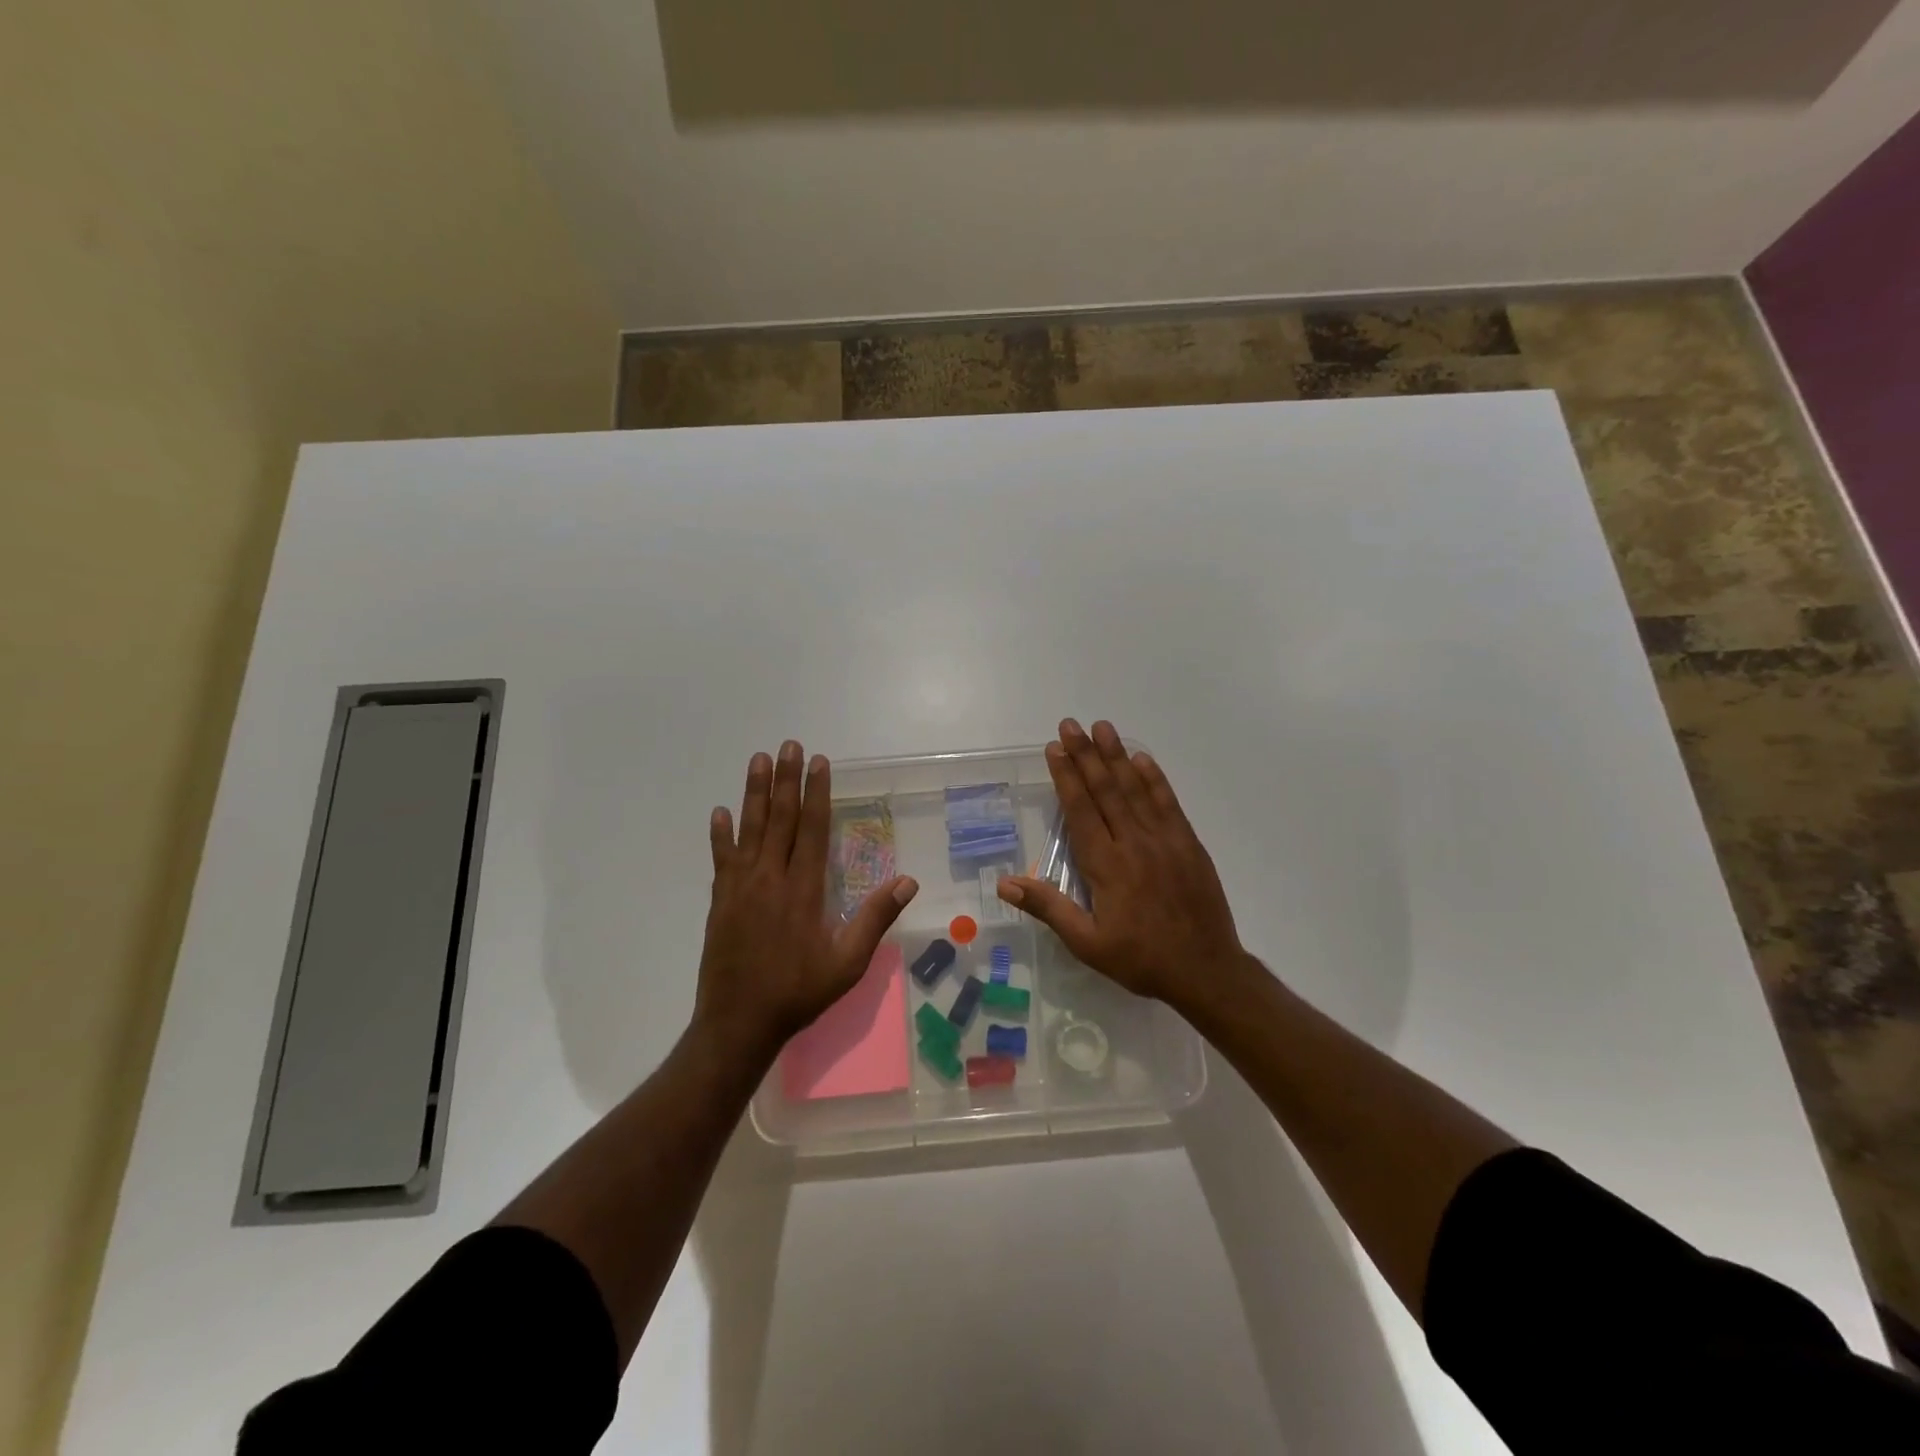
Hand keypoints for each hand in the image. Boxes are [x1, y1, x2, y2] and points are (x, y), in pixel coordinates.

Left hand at [694, 741, 918, 1062]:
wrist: (739, 1023)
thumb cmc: (799, 992)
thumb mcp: (848, 963)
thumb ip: (875, 919)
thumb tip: (907, 881)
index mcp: (804, 889)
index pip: (813, 829)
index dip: (816, 793)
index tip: (818, 763)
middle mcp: (771, 878)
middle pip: (780, 819)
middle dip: (785, 779)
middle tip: (788, 745)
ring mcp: (741, 887)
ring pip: (750, 830)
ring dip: (754, 793)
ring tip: (757, 760)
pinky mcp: (721, 901)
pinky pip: (721, 859)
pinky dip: (720, 835)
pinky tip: (720, 813)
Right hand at [997, 719, 1247, 1008]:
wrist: (1206, 970)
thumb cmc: (1141, 959)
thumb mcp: (1086, 943)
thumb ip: (1048, 908)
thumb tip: (1005, 884)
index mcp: (1106, 865)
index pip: (1081, 810)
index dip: (1066, 776)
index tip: (1054, 748)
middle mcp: (1133, 843)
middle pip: (1106, 790)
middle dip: (1086, 754)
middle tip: (1071, 724)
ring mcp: (1165, 840)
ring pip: (1136, 789)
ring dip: (1117, 756)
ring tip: (1102, 727)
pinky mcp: (1188, 844)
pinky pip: (1168, 803)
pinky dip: (1154, 779)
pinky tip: (1143, 759)